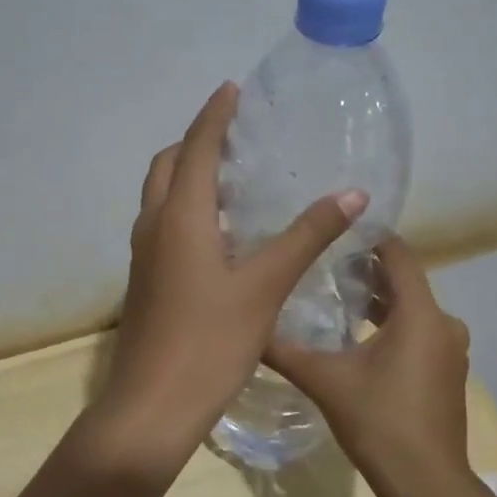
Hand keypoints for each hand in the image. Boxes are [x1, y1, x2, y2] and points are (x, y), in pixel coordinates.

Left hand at [87, 83, 368, 481]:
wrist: (152, 406)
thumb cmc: (209, 342)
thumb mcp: (265, 287)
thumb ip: (306, 238)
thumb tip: (352, 195)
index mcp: (180, 217)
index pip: (196, 148)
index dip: (215, 115)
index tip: (233, 89)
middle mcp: (154, 227)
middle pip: (167, 166)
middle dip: (195, 142)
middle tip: (236, 137)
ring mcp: (144, 257)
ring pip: (161, 197)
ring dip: (187, 176)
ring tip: (232, 178)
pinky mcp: (146, 282)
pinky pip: (163, 226)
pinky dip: (186, 209)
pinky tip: (221, 234)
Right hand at [266, 235, 472, 496]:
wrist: (427, 483)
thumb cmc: (379, 422)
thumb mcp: (325, 381)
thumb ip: (285, 350)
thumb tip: (247, 328)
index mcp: (420, 314)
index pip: (398, 254)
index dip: (368, 238)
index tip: (332, 231)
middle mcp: (443, 323)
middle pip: (404, 281)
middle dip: (365, 272)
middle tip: (321, 266)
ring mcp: (450, 350)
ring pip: (412, 310)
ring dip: (378, 302)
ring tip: (334, 299)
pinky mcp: (447, 372)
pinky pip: (419, 333)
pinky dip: (392, 327)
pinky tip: (357, 339)